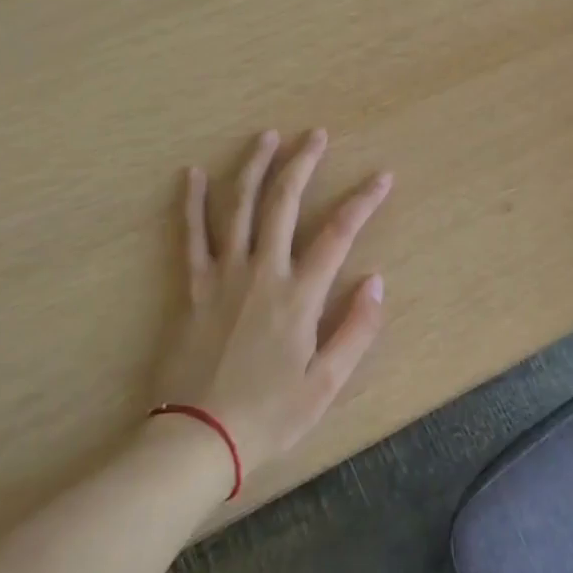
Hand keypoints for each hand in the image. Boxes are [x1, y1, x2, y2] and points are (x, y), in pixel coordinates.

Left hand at [153, 129, 391, 484]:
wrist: (197, 439)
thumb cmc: (268, 415)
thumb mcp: (325, 384)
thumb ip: (355, 330)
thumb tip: (377, 280)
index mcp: (299, 294)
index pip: (339, 233)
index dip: (363, 201)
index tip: (382, 176)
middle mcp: (262, 270)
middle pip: (284, 202)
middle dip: (303, 163)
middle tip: (316, 134)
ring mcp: (222, 273)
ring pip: (239, 205)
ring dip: (254, 166)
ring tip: (267, 136)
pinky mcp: (191, 284)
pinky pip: (191, 234)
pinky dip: (191, 201)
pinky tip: (191, 173)